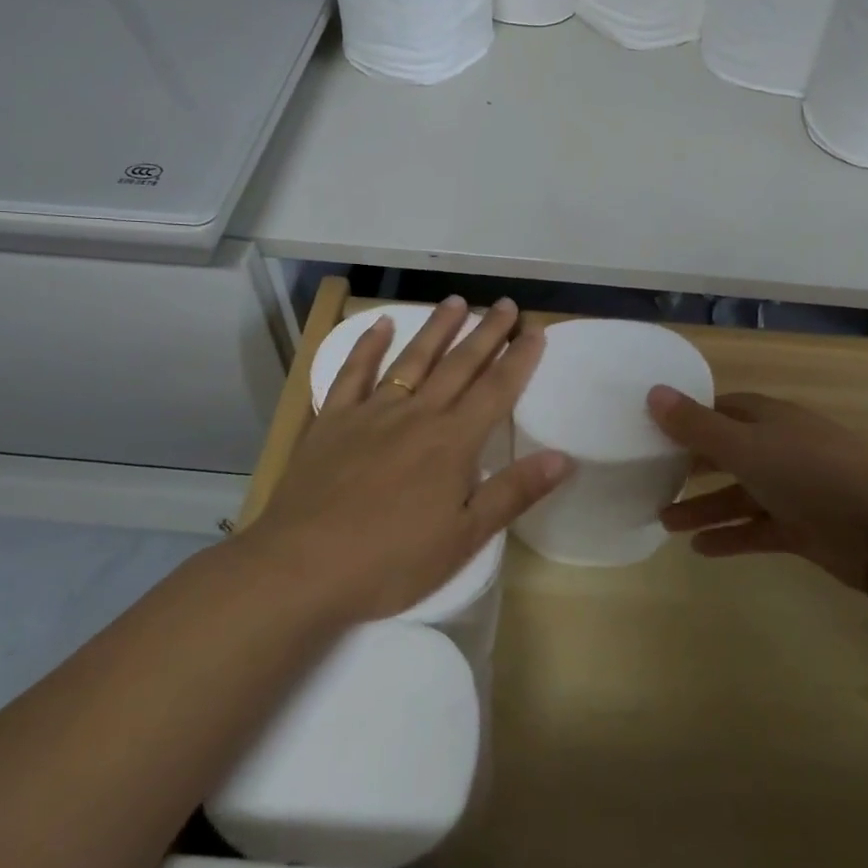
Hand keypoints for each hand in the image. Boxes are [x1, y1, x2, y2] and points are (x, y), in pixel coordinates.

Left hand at [241, 296, 571, 621]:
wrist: (302, 567)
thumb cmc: (391, 560)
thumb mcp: (464, 537)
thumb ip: (513, 492)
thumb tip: (565, 458)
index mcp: (452, 442)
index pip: (496, 390)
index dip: (519, 359)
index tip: (536, 330)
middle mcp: (417, 415)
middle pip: (459, 365)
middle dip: (486, 333)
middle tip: (506, 304)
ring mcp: (372, 413)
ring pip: (412, 360)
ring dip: (436, 328)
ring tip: (456, 301)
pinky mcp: (333, 421)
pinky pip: (353, 373)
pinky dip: (368, 346)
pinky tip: (381, 325)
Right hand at [646, 387, 867, 597]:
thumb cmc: (809, 471)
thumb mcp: (745, 445)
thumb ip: (696, 426)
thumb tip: (652, 392)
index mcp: (767, 419)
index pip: (721, 410)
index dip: (689, 418)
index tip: (652, 431)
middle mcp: (778, 449)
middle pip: (726, 453)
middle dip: (691, 466)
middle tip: (651, 478)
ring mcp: (791, 490)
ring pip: (737, 495)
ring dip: (703, 507)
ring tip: (664, 522)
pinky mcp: (801, 528)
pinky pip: (756, 530)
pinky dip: (730, 537)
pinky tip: (699, 549)